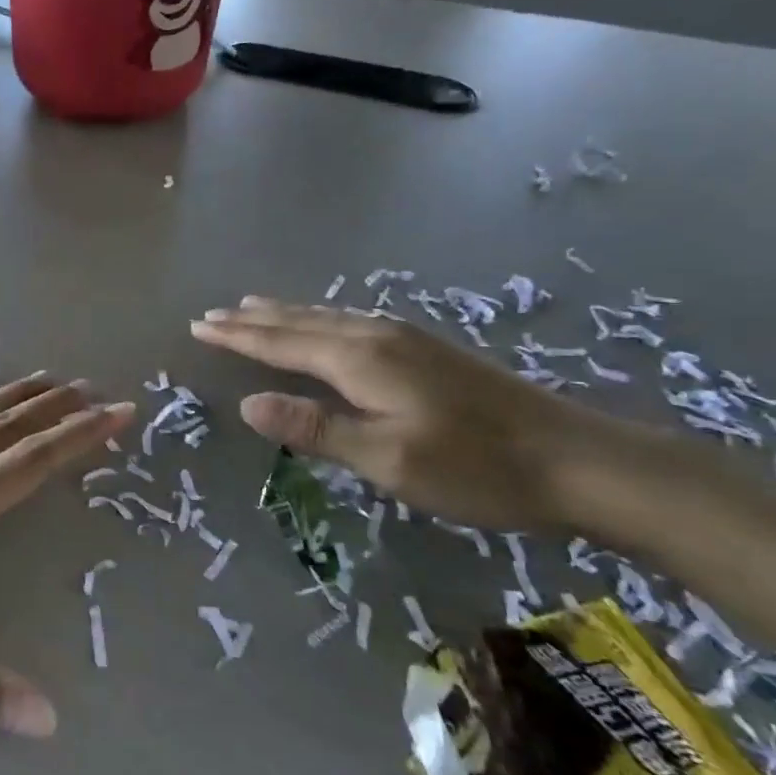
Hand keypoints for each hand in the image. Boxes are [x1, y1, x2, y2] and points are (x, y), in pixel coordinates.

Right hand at [190, 298, 616, 532]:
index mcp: (361, 360)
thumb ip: (316, 429)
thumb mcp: (388, 460)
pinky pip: (350, 322)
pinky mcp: (427, 349)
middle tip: (214, 313)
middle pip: (301, 322)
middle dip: (254, 319)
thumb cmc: (475, 467)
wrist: (576, 459)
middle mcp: (377, 336)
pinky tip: (325, 324)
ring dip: (285, 314)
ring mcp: (407, 338)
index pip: (281, 343)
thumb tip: (248, 404)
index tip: (199, 326)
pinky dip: (318, 319)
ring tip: (254, 307)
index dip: (238, 337)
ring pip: (327, 317)